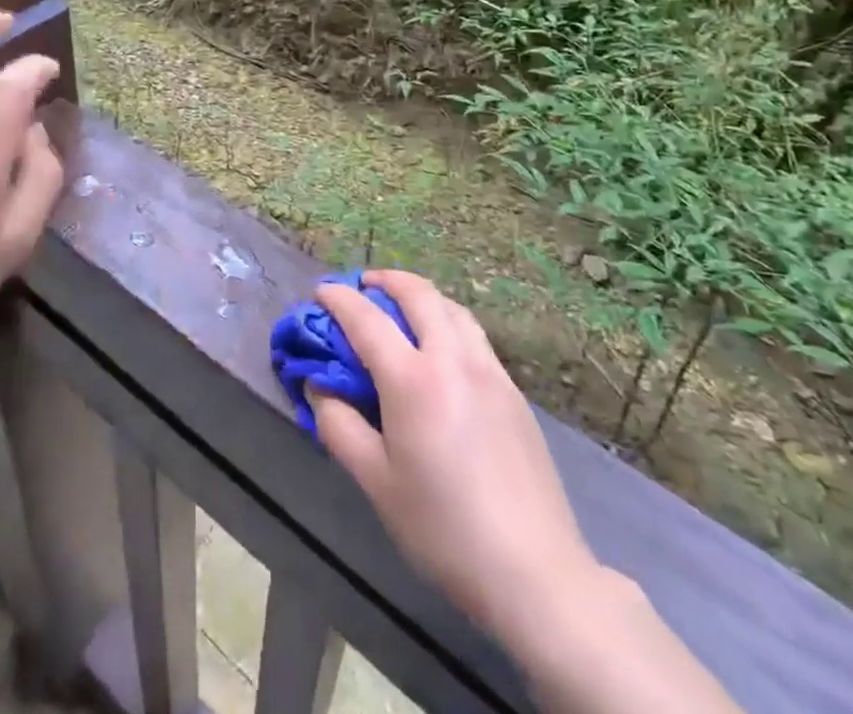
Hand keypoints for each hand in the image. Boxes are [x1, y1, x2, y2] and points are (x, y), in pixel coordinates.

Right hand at [312, 271, 599, 652]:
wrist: (535, 573)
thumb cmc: (443, 530)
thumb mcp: (375, 483)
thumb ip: (338, 425)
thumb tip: (318, 386)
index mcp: (413, 380)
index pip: (366, 318)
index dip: (338, 298)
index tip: (321, 291)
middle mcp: (452, 360)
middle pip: (418, 293)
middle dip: (385, 279)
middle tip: (363, 286)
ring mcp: (489, 371)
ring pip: (452, 307)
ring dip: (420, 295)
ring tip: (401, 308)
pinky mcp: (513, 391)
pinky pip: (473, 334)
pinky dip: (447, 320)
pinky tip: (440, 348)